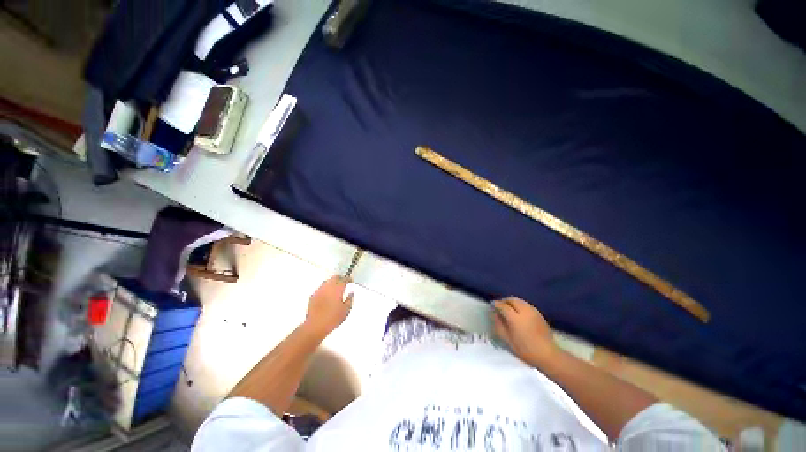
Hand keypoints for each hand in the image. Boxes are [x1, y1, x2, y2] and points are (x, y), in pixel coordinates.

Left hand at [303, 276, 352, 339]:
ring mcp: (319, 291)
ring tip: (335, 287)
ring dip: (332, 282)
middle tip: (343, 281)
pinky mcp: (312, 296)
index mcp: (337, 289)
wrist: (315, 326)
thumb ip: (350, 300)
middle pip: (334, 277)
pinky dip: (325, 289)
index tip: (350, 280)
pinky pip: (320, 288)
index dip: (348, 279)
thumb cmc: (332, 319)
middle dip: (340, 278)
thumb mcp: (346, 311)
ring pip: (327, 282)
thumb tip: (350, 294)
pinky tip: (327, 294)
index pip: (344, 279)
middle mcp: (328, 287)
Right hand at [493, 297, 558, 366]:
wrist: (547, 354)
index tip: (492, 305)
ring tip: (509, 308)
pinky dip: (520, 305)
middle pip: (512, 299)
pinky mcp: (539, 313)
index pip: (503, 306)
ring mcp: (533, 311)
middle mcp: (524, 311)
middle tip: (500, 305)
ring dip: (512, 302)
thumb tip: (494, 314)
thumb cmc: (525, 349)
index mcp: (515, 318)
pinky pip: (526, 304)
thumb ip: (499, 325)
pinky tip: (519, 313)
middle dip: (504, 300)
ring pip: (520, 300)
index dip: (496, 304)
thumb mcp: (508, 339)